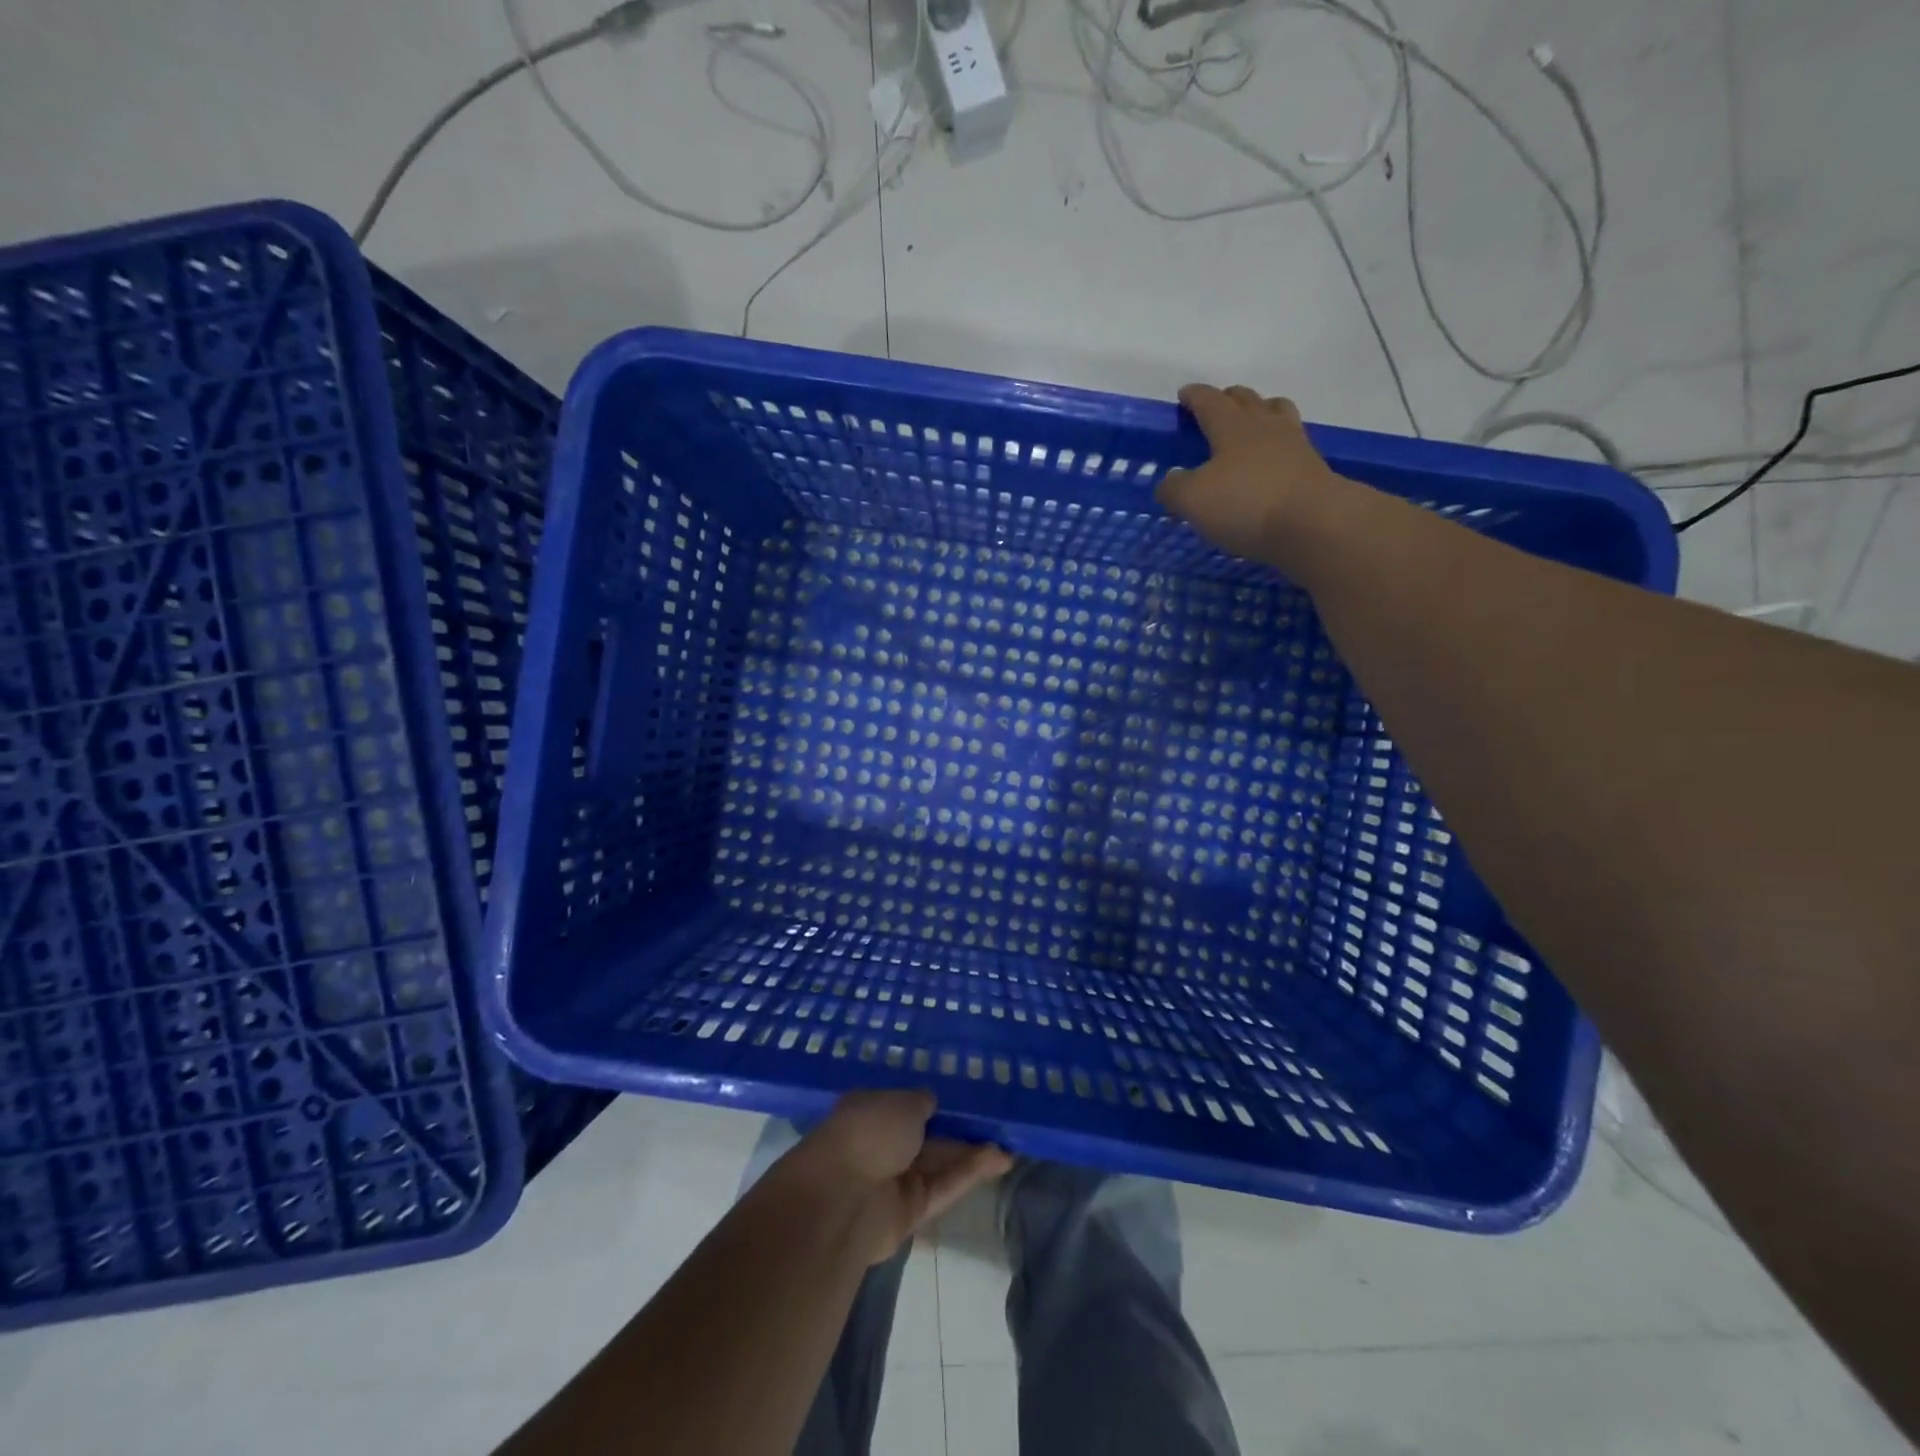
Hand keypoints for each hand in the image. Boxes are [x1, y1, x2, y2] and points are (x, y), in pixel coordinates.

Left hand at [774, 1091, 1012, 1265]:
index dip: (936, 1103)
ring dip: (971, 1152)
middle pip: (927, 1136)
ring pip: (939, 1162)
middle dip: (959, 1129)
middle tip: (997, 1122)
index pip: (906, 1105)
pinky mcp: (910, 1212)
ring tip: (1009, 1142)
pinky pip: (944, 1186)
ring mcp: (895, 1179)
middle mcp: (881, 1144)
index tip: (968, 1097)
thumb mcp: (902, 1102)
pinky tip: (999, 1159)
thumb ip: (922, 1102)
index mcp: (870, 1110)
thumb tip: (930, 1103)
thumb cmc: (868, 1132)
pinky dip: (969, 1173)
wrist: (842, 1199)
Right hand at [1157, 384, 1346, 561]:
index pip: (1210, 401)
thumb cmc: (1246, 504)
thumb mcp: (1193, 500)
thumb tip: (1169, 482)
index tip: (1184, 395)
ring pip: (1276, 413)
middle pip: (1247, 400)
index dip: (1194, 396)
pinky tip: (1271, 460)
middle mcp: (1265, 426)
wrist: (1313, 523)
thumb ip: (1174, 488)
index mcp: (1232, 426)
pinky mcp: (1312, 468)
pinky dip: (1277, 444)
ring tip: (1251, 423)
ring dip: (1261, 411)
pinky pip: (1291, 443)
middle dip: (1229, 398)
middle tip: (1216, 406)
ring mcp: (1294, 444)